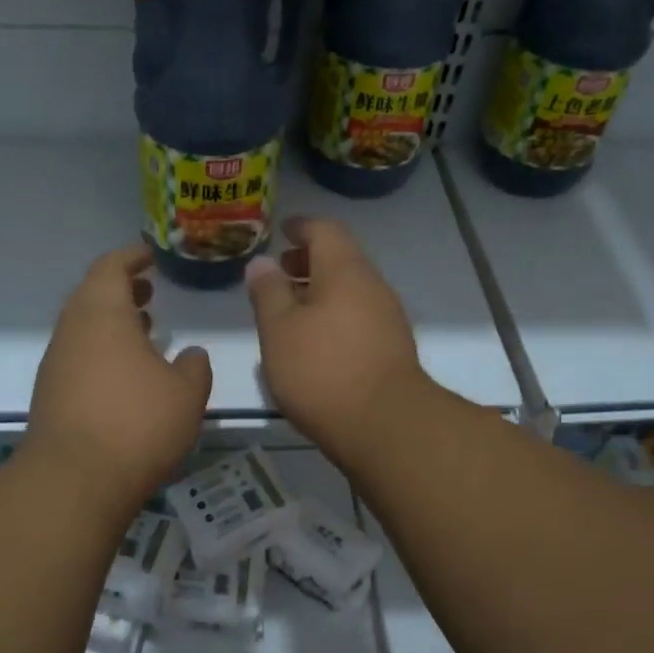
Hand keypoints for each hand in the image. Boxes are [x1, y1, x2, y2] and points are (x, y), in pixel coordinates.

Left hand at [28, 244, 212, 511]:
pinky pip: (78, 357)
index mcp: (102, 314)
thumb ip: (194, 367)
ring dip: (111, 324)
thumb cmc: (137, 424)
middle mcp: (71, 331)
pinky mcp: (49, 395)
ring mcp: (55, 364)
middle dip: (121, 291)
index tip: (150, 257)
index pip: (110, 267)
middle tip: (149, 294)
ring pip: (83, 329)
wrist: (74, 481)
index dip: (131, 258)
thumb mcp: (186, 393)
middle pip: (91, 296)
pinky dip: (101, 352)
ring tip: (143, 332)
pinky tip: (125, 377)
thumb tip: (191, 355)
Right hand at [245, 217, 427, 462]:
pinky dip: (333, 316)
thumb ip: (268, 292)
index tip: (281, 231)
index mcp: (345, 271)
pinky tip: (313, 342)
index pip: (325, 230)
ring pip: (350, 291)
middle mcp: (373, 286)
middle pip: (340, 260)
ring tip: (289, 311)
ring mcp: (387, 318)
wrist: (384, 425)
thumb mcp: (279, 330)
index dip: (301, 226)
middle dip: (308, 261)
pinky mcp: (391, 348)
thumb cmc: (322, 370)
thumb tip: (262, 263)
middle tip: (279, 273)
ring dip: (319, 292)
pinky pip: (358, 316)